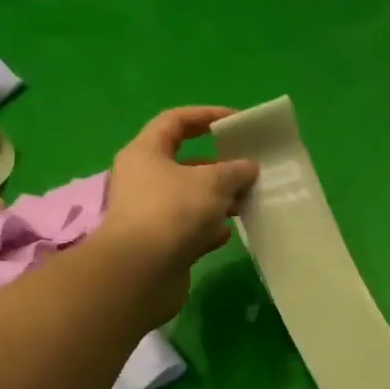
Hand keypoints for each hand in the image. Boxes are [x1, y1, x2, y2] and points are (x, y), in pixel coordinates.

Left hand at [98, 106, 257, 324]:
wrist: (141, 273)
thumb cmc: (172, 212)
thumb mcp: (212, 183)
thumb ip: (234, 171)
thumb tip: (248, 167)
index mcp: (146, 153)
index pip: (175, 122)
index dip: (206, 116)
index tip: (237, 121)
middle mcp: (143, 180)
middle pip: (184, 164)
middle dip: (219, 166)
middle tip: (249, 170)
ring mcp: (150, 215)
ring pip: (190, 199)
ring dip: (218, 200)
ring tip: (247, 202)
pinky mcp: (160, 245)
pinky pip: (189, 230)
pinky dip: (208, 230)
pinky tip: (228, 233)